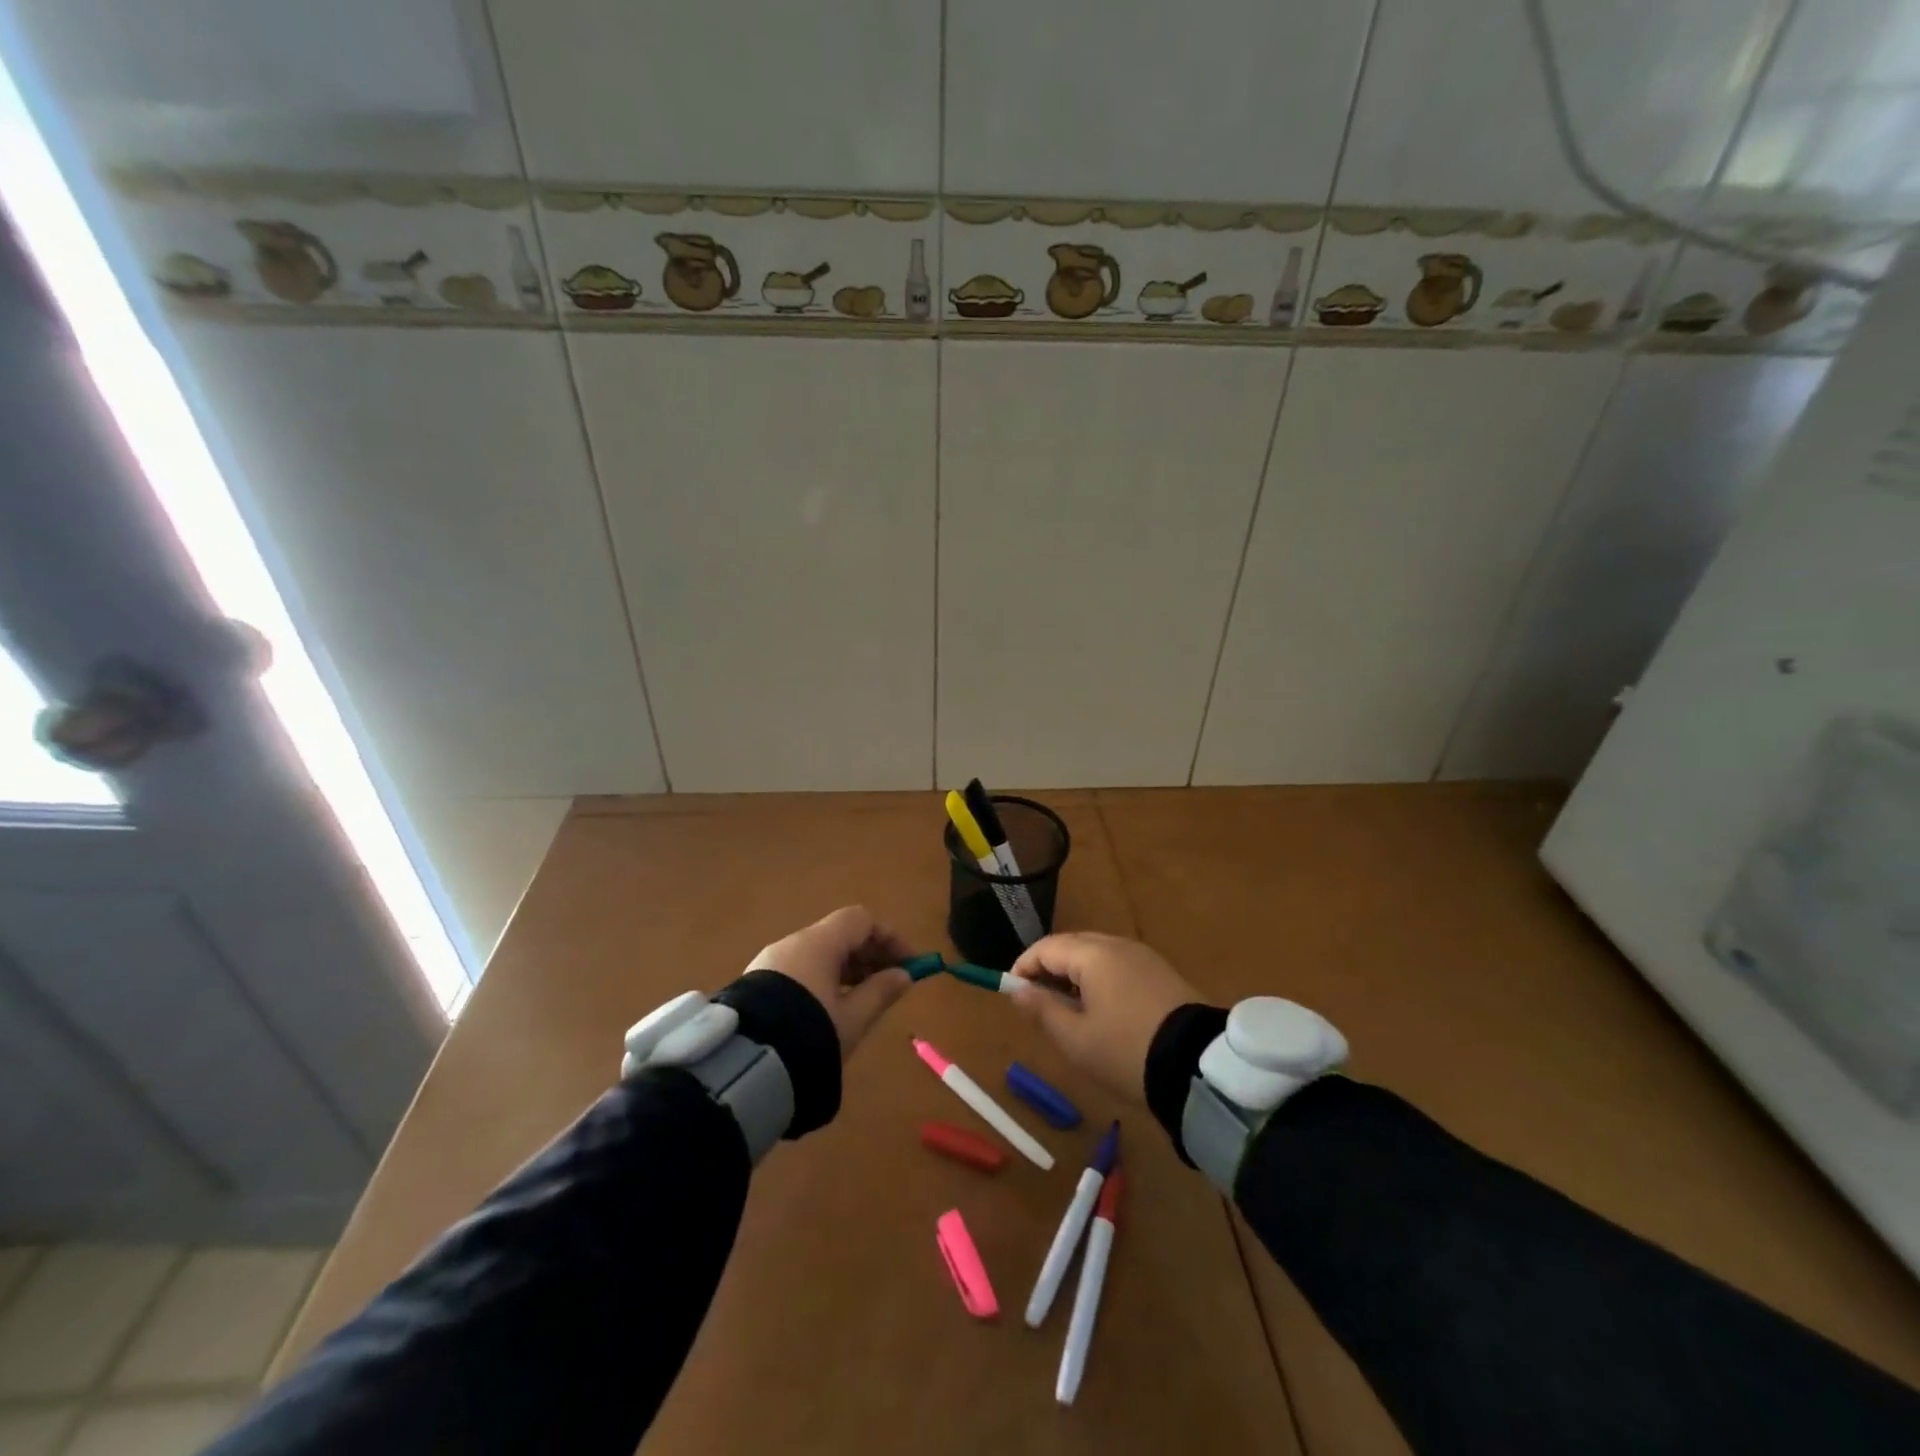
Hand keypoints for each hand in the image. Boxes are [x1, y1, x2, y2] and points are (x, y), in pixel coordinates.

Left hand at [747, 906, 913, 1058]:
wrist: (745, 1068)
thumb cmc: (810, 1035)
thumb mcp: (853, 1018)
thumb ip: (881, 992)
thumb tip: (905, 975)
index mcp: (817, 943)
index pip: (861, 920)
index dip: (890, 938)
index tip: (909, 964)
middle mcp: (793, 943)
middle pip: (840, 935)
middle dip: (870, 955)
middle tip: (891, 983)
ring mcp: (771, 962)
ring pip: (819, 953)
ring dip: (847, 969)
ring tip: (864, 999)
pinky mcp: (758, 983)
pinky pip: (800, 969)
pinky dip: (824, 978)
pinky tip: (831, 1008)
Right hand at [1007, 932, 1200, 1103]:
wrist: (1199, 1068)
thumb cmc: (1126, 1052)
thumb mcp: (1076, 1039)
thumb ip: (1042, 1010)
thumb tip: (1017, 990)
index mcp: (1094, 955)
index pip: (1046, 948)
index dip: (1024, 967)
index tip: (1012, 992)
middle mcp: (1118, 945)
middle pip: (1072, 946)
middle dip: (1049, 968)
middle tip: (1037, 1002)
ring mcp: (1143, 956)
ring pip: (1096, 954)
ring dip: (1074, 974)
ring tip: (1066, 1009)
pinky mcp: (1161, 972)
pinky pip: (1118, 965)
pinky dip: (1099, 978)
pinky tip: (1100, 1008)